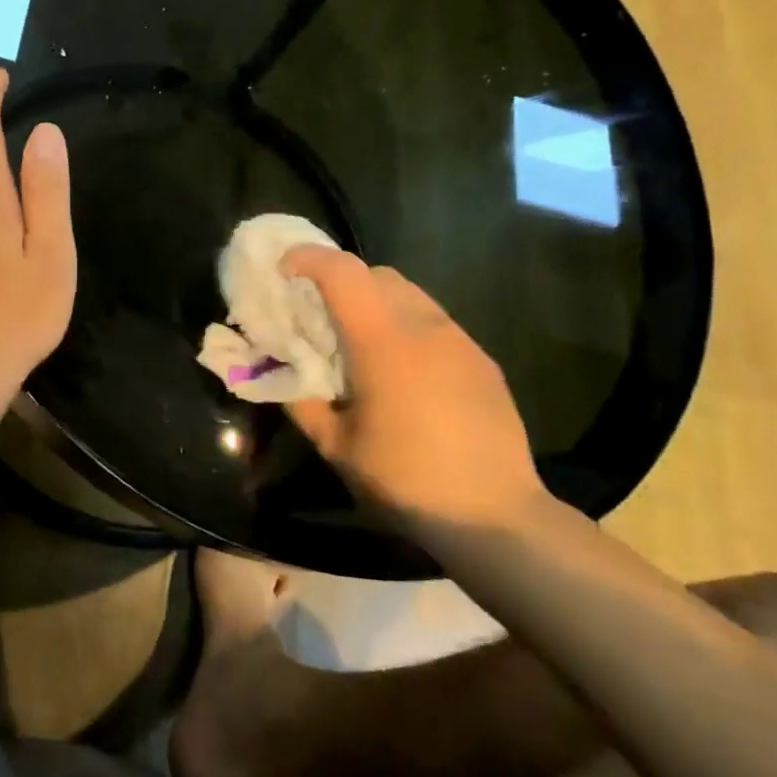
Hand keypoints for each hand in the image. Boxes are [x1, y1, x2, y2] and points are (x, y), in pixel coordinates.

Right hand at [282, 246, 544, 530]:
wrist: (495, 517)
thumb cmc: (405, 480)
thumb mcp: (336, 447)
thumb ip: (302, 401)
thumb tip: (282, 373)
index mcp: (382, 341)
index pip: (342, 271)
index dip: (308, 259)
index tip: (285, 272)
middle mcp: (423, 326)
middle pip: (377, 274)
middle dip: (342, 280)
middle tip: (321, 315)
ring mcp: (459, 340)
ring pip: (410, 294)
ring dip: (377, 302)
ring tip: (362, 343)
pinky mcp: (482, 360)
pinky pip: (435, 322)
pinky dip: (408, 326)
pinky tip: (405, 371)